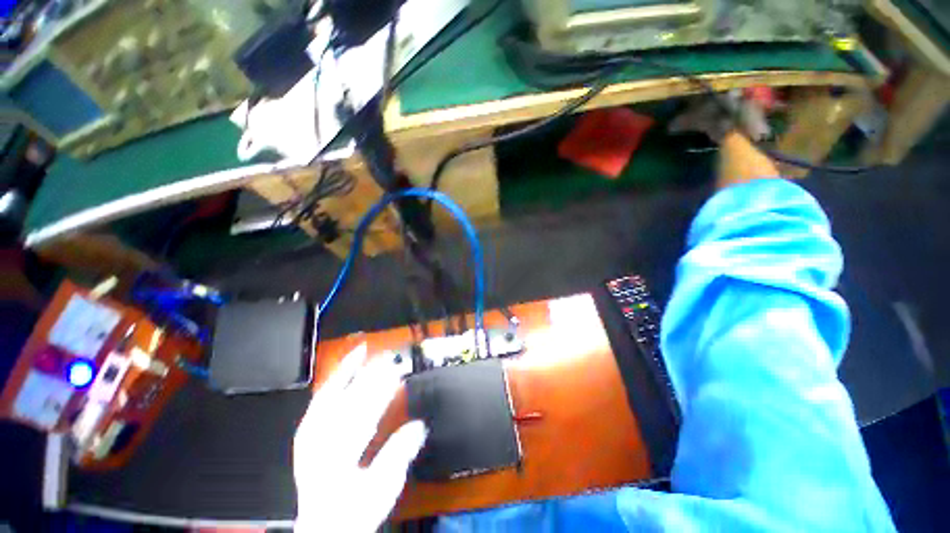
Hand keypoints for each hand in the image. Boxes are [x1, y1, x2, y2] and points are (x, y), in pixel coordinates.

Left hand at [294, 343, 426, 531]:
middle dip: (370, 378)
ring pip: (328, 397)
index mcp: (339, 457)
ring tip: (361, 351)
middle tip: (389, 357)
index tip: (398, 371)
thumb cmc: (354, 510)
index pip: (364, 415)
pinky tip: (342, 372)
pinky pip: (318, 402)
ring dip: (347, 373)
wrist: (324, 527)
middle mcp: (321, 444)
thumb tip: (419, 424)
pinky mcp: (308, 434)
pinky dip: (331, 383)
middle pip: (348, 402)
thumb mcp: (381, 489)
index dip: (382, 391)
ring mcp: (310, 437)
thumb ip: (399, 455)